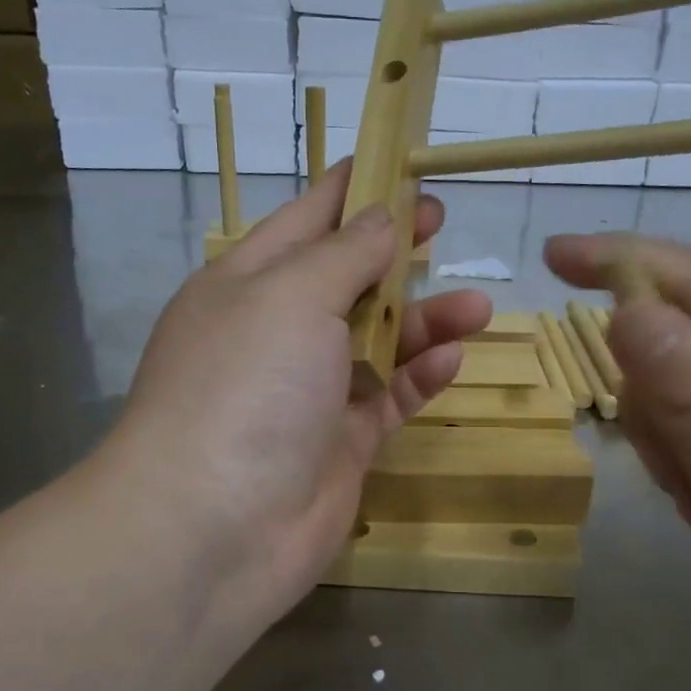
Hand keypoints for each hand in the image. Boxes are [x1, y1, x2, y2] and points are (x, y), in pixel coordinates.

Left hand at [111, 164, 492, 633]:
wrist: (214, 528)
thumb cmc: (246, 386)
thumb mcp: (291, 296)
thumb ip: (344, 254)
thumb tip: (379, 218)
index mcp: (246, 284)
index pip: (305, 220)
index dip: (351, 189)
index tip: (399, 162)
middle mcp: (275, 333)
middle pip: (345, 278)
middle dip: (393, 251)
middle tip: (443, 224)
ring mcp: (308, 392)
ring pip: (376, 340)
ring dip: (423, 319)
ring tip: (477, 305)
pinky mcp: (339, 443)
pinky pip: (387, 397)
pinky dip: (418, 377)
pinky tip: (452, 359)